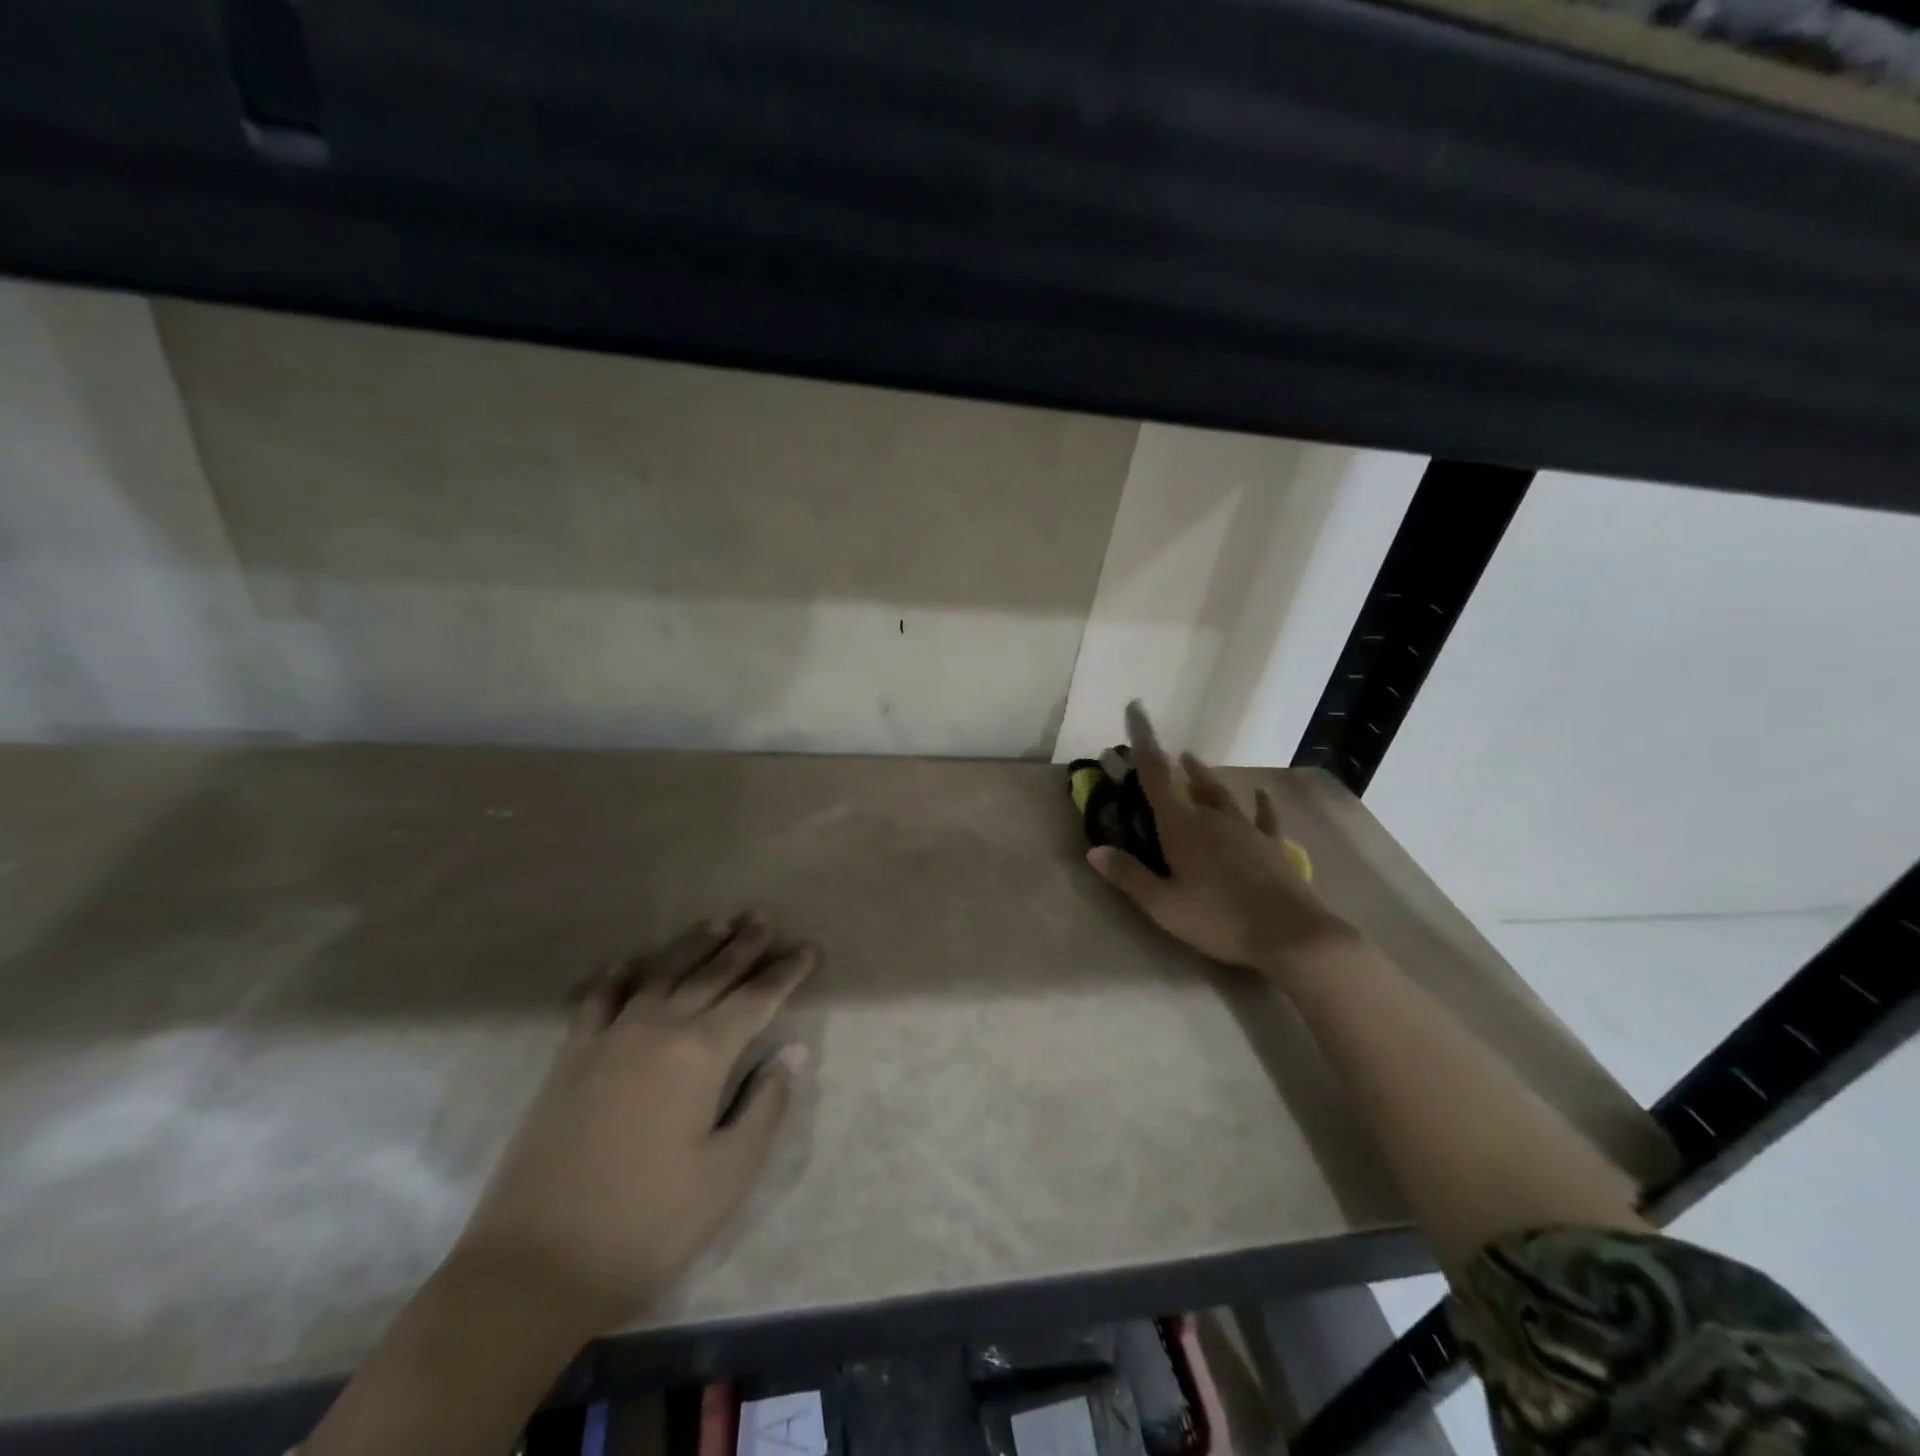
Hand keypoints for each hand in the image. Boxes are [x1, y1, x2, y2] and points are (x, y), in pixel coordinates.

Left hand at [450, 914, 815, 1339]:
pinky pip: (598, 1000)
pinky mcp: (570, 1059)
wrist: (534, 1267)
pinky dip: (618, 976)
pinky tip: (627, 964)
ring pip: (660, 974)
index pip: (756, 999)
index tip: (808, 950)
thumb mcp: (728, 1175)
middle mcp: (658, 1029)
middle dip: (743, 945)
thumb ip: (765, 1105)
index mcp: (701, 1054)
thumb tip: (793, 1052)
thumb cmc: (648, 1224)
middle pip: (710, 974)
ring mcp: (609, 1039)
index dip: (785, 973)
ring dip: (692, 945)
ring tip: (716, 922)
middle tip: (763, 919)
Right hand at [1087, 702, 1354, 974]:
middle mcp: (1213, 818)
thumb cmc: (1218, 919)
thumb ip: (1129, 876)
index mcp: (1182, 827)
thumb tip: (1094, 850)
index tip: (1137, 710)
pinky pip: (1264, 817)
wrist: (1290, 935)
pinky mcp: (1272, 846)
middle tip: (1161, 754)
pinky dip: (1262, 802)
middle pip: (1188, 783)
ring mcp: (1246, 829)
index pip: (1156, 777)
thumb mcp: (1164, 905)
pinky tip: (1262, 792)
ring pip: (1220, 793)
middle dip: (1171, 765)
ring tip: (1192, 760)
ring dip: (1204, 776)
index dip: (1144, 743)